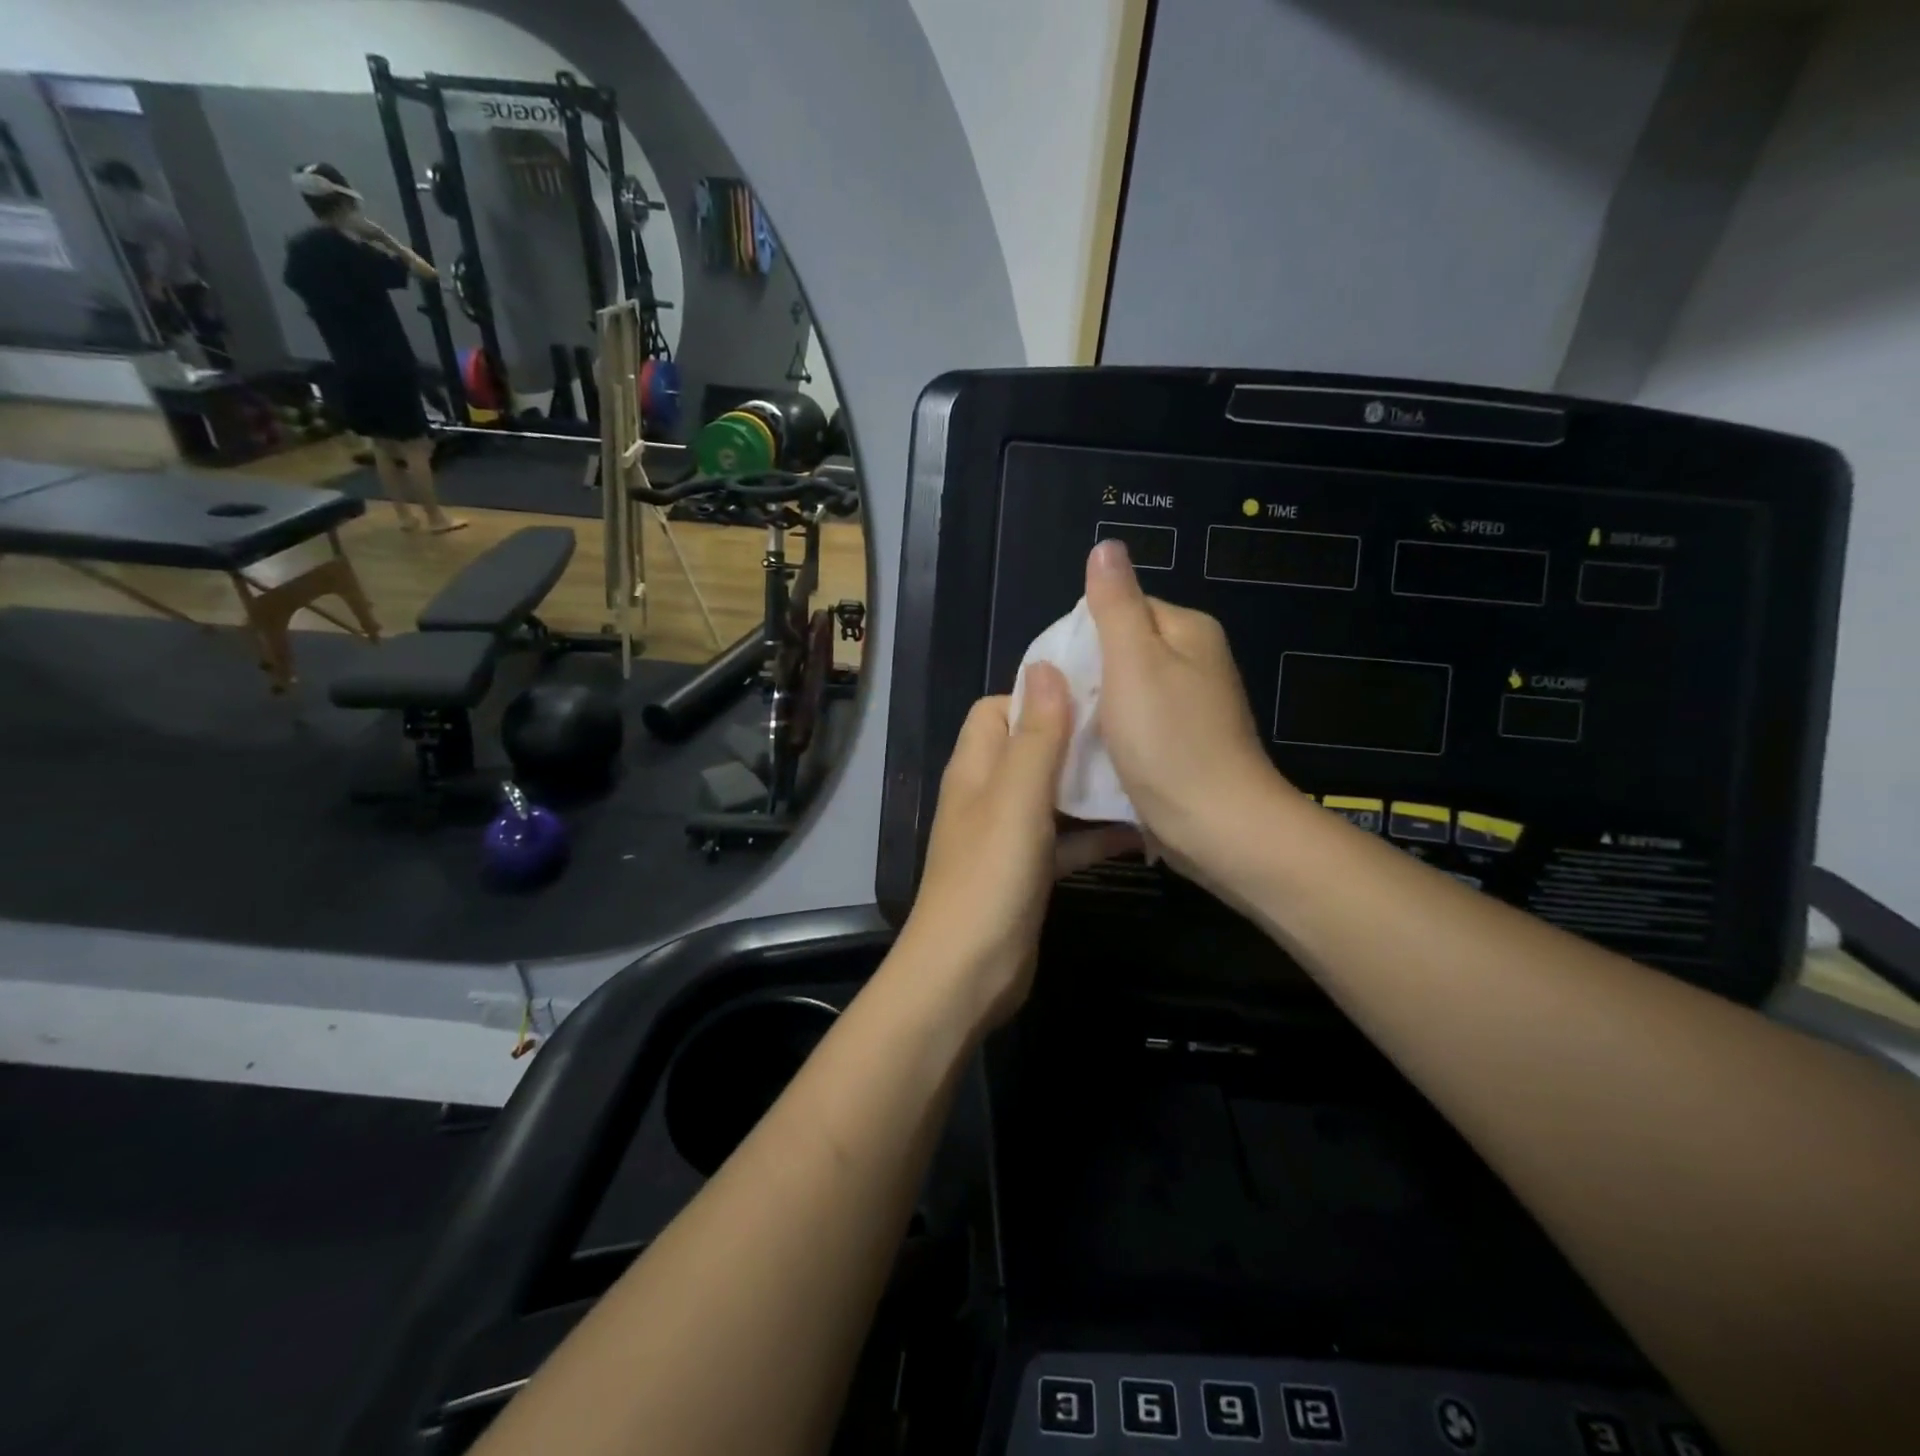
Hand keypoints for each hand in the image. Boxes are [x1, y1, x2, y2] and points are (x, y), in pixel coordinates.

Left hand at [901, 666, 1139, 1028]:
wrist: (969, 973)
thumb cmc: (990, 877)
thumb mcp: (1017, 798)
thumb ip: (1035, 735)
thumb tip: (1044, 665)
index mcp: (976, 767)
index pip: (999, 709)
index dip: (1039, 696)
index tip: (1092, 693)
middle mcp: (989, 794)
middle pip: (1032, 748)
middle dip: (1076, 738)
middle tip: (1131, 731)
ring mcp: (1008, 835)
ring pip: (1053, 794)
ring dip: (1090, 786)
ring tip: (1144, 773)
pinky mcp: (1029, 871)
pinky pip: (1066, 839)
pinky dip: (1095, 833)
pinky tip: (1140, 831)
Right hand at [1084, 538, 1293, 876]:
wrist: (1215, 825)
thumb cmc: (1169, 740)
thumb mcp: (1134, 662)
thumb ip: (1116, 604)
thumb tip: (1106, 545)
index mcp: (1187, 631)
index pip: (1120, 608)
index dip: (1082, 634)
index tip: (1055, 670)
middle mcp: (1195, 662)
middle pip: (1122, 651)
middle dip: (1086, 675)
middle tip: (1058, 704)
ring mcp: (1191, 706)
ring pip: (1125, 693)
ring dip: (1096, 709)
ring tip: (1068, 730)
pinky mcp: (1182, 745)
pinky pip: (1136, 726)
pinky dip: (1113, 736)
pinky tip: (1094, 754)